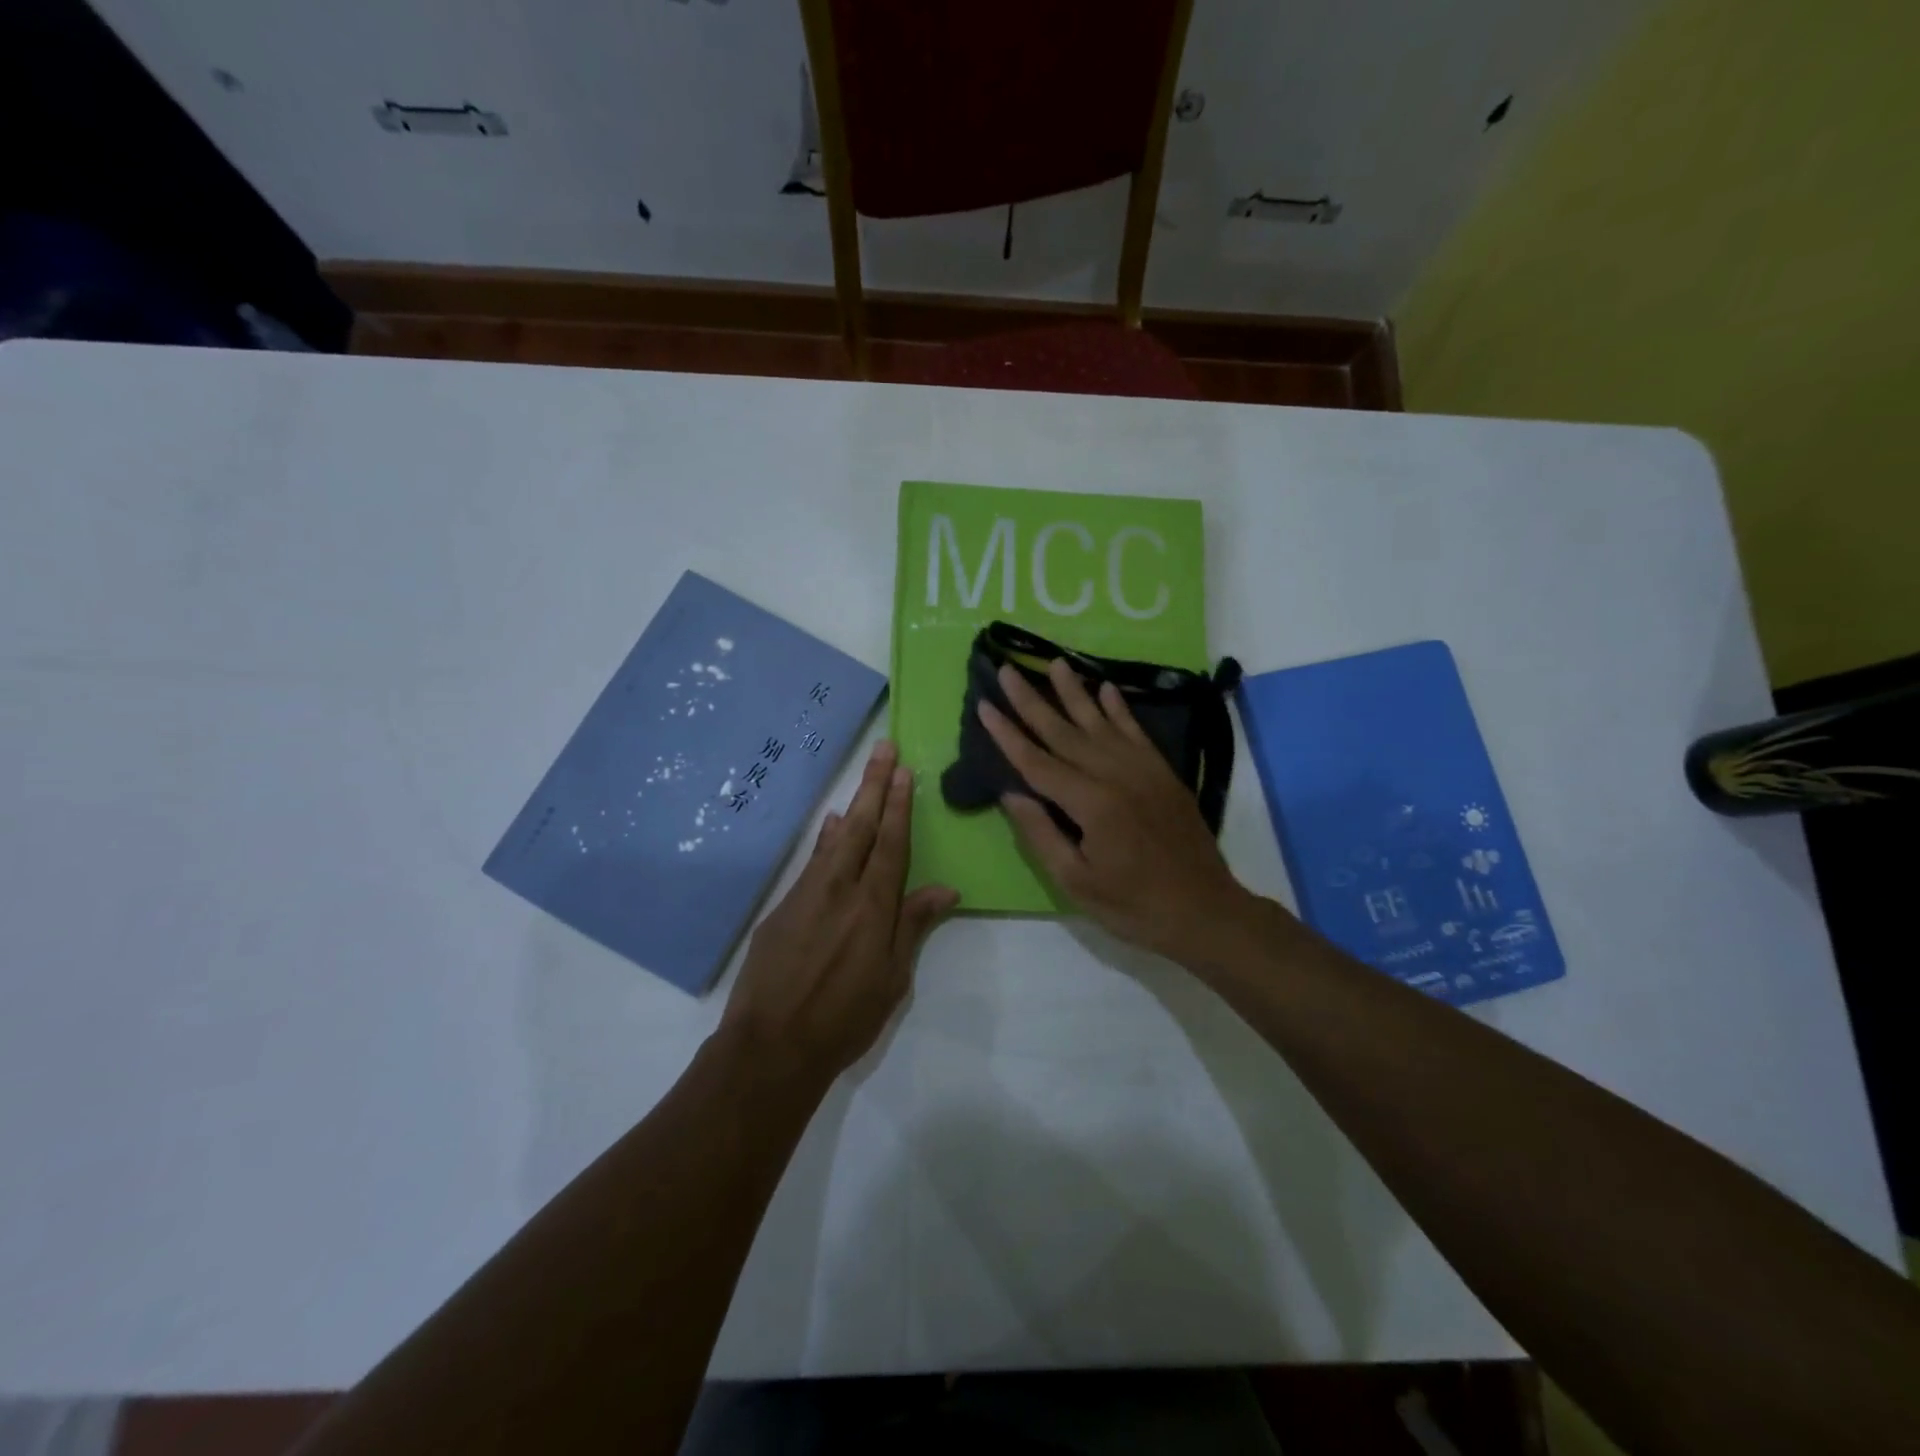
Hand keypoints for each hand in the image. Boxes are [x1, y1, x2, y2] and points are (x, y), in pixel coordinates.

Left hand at [720, 740, 958, 1089]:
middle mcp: (840, 889)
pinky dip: (826, 840)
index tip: (906, 772)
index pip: (892, 844)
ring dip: (853, 806)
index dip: (900, 806)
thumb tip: (946, 888)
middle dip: (875, 786)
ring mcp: (806, 894)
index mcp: (873, 906)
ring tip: (864, 778)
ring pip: (835, 839)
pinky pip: (811, 862)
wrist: (771, 1045)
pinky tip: (832, 829)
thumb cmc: (844, 1018)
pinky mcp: (782, 907)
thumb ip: (913, 927)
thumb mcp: (892, 980)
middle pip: (862, 827)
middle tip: (884, 749)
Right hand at [979, 658, 1261, 965]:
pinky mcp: (1163, 773)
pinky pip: (1136, 732)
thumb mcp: (1076, 882)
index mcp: (1091, 804)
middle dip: (1031, 701)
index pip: (1037, 761)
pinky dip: (1120, 709)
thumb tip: (1010, 793)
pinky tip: (1106, 688)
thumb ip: (1041, 834)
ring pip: (1100, 723)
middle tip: (1008, 669)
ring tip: (1054, 663)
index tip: (984, 705)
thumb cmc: (1134, 906)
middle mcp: (1115, 775)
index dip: (1007, 734)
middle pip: (1064, 732)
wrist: (1205, 911)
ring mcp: (1143, 770)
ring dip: (1074, 692)